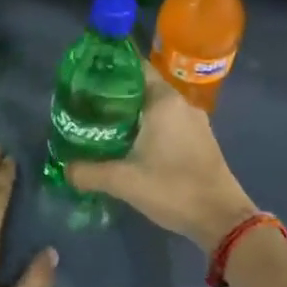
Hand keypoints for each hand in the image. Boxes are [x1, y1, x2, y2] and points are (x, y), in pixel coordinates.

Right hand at [66, 63, 258, 252]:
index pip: (135, 68)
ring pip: (158, 107)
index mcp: (164, 101)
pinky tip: (133, 144)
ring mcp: (195, 122)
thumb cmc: (172, 188)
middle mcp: (181, 104)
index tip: (88, 78)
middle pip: (144, 87)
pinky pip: (170, 122)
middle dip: (117, 95)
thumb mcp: (124, 181)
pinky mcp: (201, 139)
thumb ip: (89, 172)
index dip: (111, 70)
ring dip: (134, 113)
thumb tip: (65, 169)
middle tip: (89, 105)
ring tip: (106, 125)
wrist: (221, 218)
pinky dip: (151, 126)